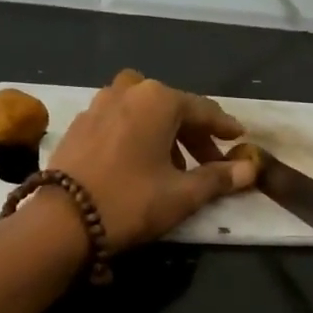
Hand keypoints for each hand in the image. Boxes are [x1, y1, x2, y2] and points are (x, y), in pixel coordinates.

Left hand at [46, 69, 256, 250]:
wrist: (62, 220)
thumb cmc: (131, 201)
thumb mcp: (182, 194)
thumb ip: (219, 178)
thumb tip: (250, 169)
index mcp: (158, 100)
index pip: (202, 110)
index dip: (224, 127)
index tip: (239, 138)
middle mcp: (128, 91)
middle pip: (172, 108)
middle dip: (194, 134)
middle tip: (210, 162)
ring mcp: (98, 104)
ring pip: (142, 112)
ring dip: (163, 132)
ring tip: (173, 165)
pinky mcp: (78, 124)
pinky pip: (118, 121)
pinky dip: (136, 134)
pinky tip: (138, 162)